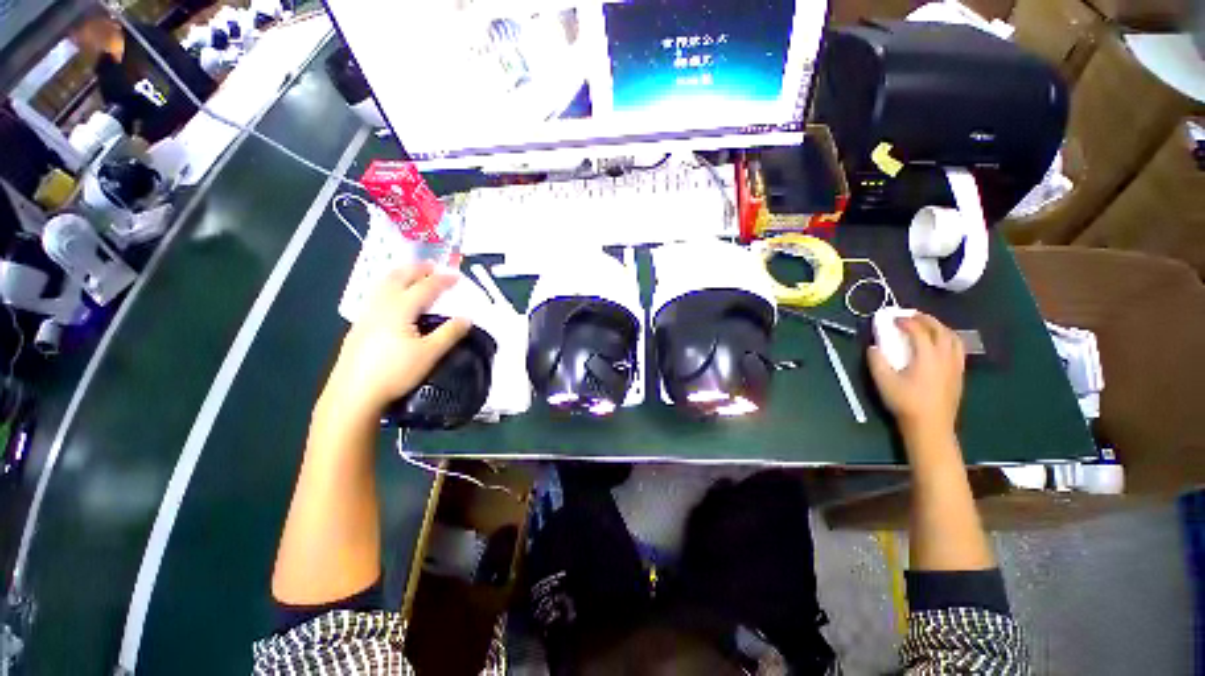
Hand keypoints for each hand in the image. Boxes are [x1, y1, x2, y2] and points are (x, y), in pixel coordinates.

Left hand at [321, 262, 470, 418]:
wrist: (353, 393)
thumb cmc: (395, 372)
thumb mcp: (430, 354)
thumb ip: (450, 333)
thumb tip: (467, 317)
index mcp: (400, 308)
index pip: (425, 287)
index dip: (443, 279)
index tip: (457, 275)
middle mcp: (381, 305)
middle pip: (400, 278)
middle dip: (418, 269)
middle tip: (432, 265)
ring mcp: (366, 314)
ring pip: (383, 284)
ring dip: (400, 274)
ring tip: (411, 273)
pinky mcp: (359, 325)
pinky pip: (376, 294)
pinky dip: (388, 285)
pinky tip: (390, 296)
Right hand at [867, 313, 964, 442]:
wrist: (930, 426)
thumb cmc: (905, 402)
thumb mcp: (883, 382)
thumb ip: (877, 361)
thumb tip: (874, 347)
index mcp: (928, 356)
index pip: (919, 330)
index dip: (906, 321)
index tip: (893, 318)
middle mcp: (945, 357)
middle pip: (940, 330)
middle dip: (925, 319)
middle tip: (911, 315)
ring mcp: (955, 365)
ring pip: (953, 338)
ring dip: (940, 327)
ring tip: (927, 326)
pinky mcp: (958, 374)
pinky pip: (958, 349)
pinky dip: (948, 339)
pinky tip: (939, 345)